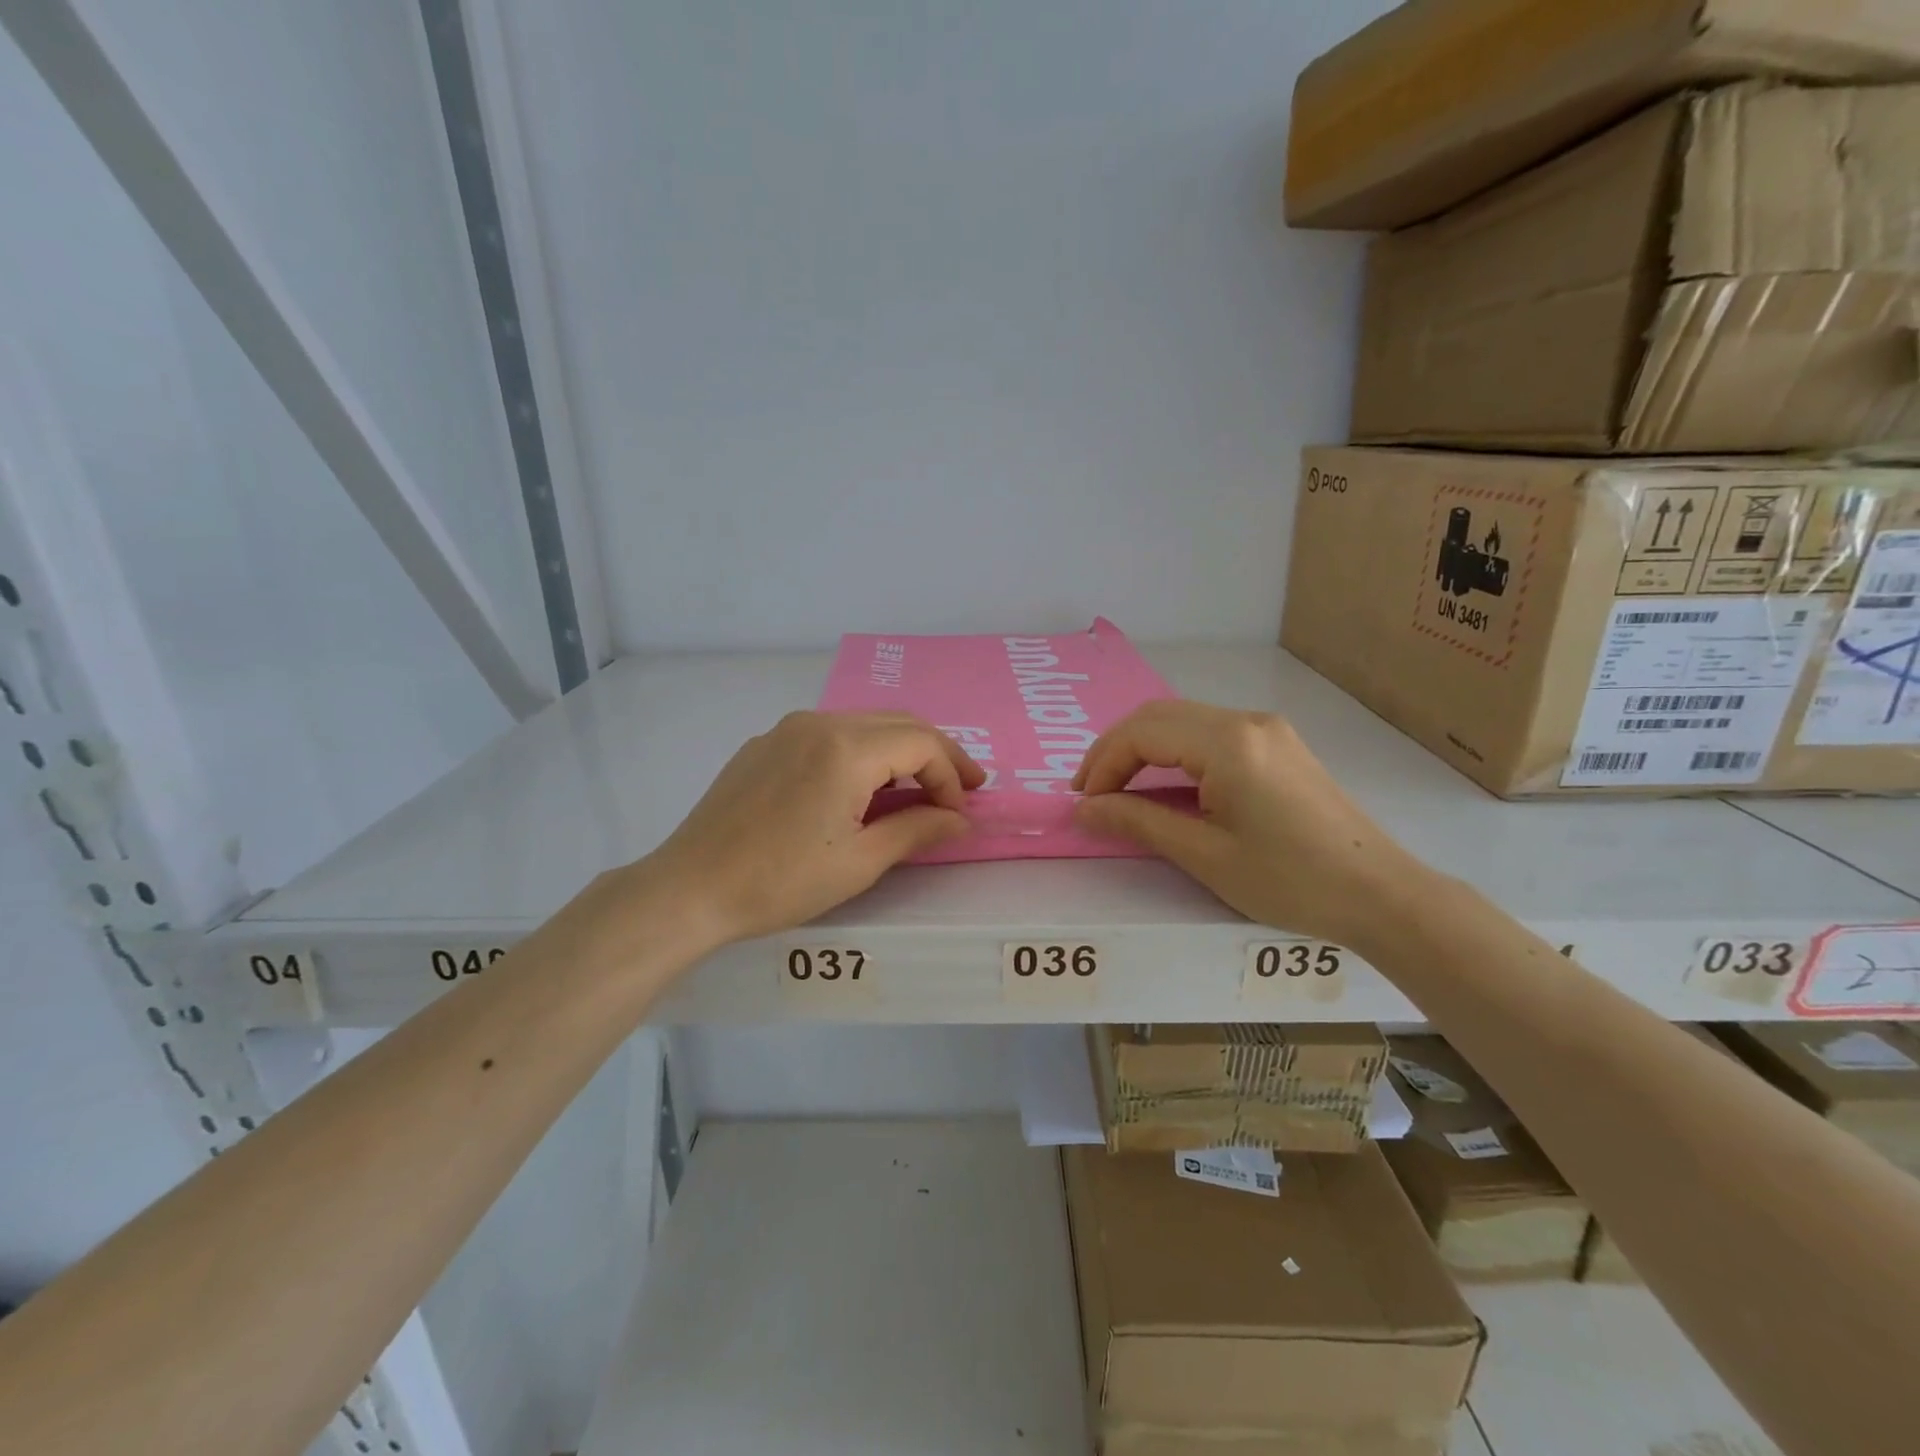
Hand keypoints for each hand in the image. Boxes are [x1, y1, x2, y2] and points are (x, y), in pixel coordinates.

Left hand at [638, 711, 983, 947]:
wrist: (689, 888)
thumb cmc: (780, 881)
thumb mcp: (860, 862)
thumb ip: (918, 830)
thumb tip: (961, 820)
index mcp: (845, 748)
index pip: (921, 743)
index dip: (950, 775)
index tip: (959, 813)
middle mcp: (818, 722)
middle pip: (897, 723)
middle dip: (935, 754)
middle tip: (961, 789)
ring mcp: (787, 729)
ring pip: (863, 724)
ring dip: (899, 751)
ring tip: (917, 789)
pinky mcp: (765, 744)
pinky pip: (828, 735)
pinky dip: (861, 753)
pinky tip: (861, 788)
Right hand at [1071, 699, 1424, 948]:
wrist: (1380, 894)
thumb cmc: (1290, 880)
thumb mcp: (1205, 855)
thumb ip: (1138, 822)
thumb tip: (1083, 810)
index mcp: (1228, 742)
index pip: (1142, 733)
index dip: (1103, 764)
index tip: (1084, 804)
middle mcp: (1245, 720)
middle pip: (1158, 716)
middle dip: (1115, 750)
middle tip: (1090, 792)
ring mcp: (1266, 729)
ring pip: (1182, 720)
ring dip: (1142, 749)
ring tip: (1118, 789)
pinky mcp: (1277, 744)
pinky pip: (1208, 733)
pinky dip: (1173, 752)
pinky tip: (1164, 784)